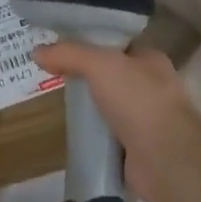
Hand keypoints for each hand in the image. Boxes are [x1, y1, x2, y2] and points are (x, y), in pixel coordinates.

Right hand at [33, 43, 200, 201]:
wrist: (165, 159)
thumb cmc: (139, 101)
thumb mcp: (101, 65)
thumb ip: (69, 54)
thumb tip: (35, 51)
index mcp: (150, 60)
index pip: (117, 44)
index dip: (89, 42)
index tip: (60, 45)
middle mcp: (151, 86)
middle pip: (110, 75)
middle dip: (84, 75)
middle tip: (50, 73)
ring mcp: (144, 118)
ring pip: (107, 104)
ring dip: (87, 105)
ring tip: (54, 100)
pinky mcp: (135, 147)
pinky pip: (106, 133)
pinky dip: (90, 132)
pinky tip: (69, 130)